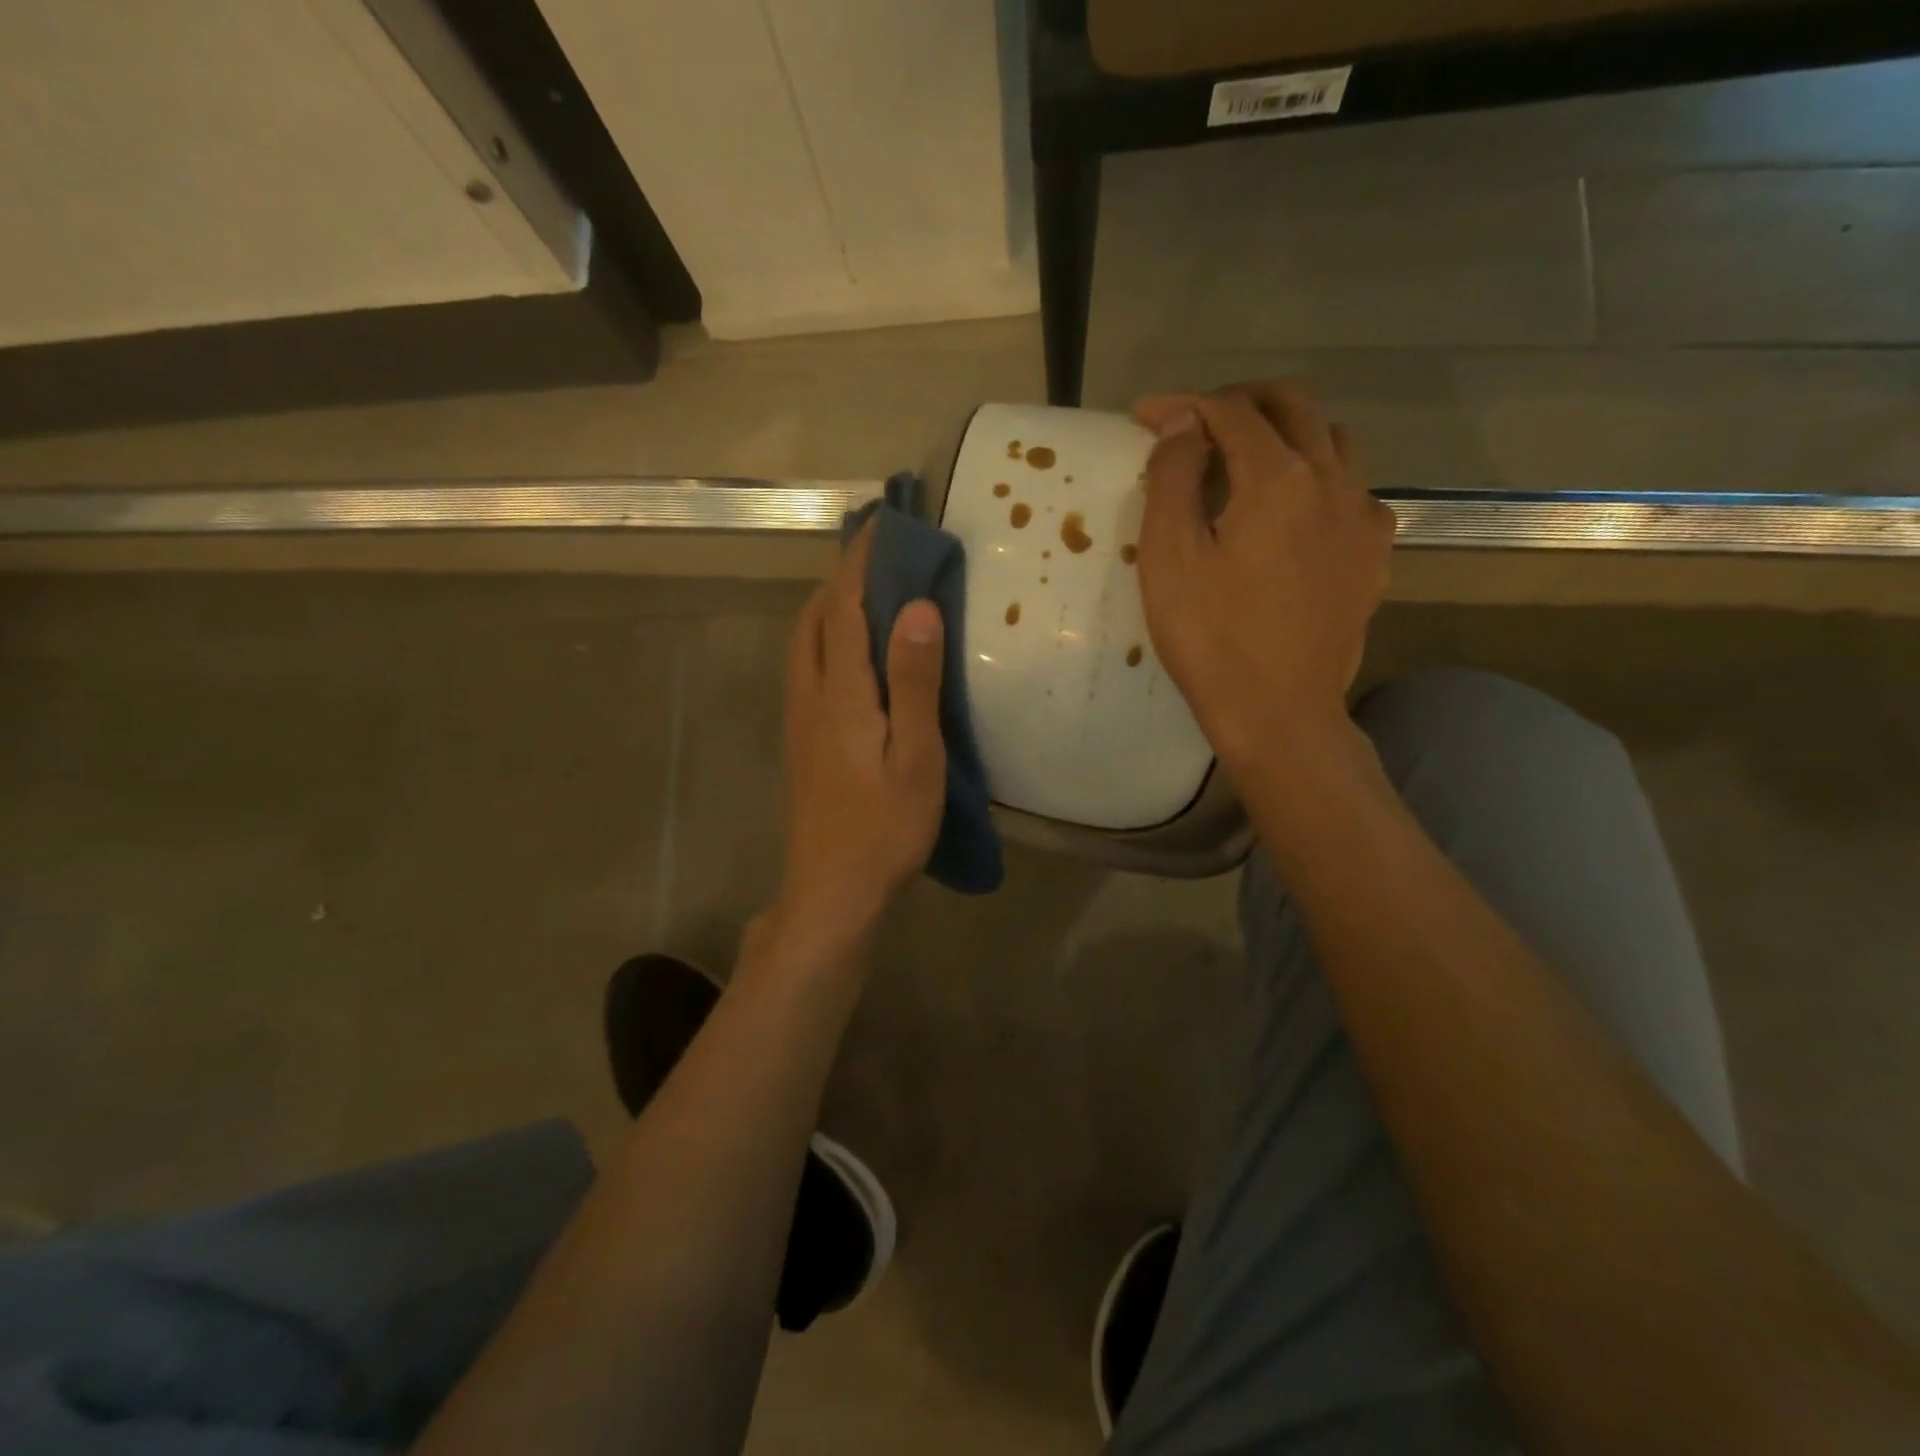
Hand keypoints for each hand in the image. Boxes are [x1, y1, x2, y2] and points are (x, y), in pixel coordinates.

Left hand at [769, 520, 946, 955]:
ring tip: (868, 592)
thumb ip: (915, 682)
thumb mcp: (916, 758)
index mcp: (841, 693)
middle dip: (841, 576)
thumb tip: (917, 607)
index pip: (845, 606)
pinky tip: (851, 653)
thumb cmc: (884, 828)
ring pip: (804, 642)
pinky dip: (826, 637)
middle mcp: (810, 696)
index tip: (884, 523)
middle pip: (814, 617)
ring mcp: (799, 720)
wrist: (832, 892)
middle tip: (881, 554)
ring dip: (829, 605)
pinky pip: (807, 668)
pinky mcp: (801, 742)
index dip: (862, 561)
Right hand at [1133, 381, 1394, 771]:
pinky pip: (1353, 489)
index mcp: (1277, 478)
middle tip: (1197, 420)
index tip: (1145, 413)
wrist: (1279, 712)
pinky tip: (1294, 513)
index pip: (1230, 412)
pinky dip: (1318, 478)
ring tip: (1246, 459)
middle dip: (1241, 401)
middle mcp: (1333, 480)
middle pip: (1293, 406)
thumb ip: (1173, 478)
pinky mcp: (1374, 554)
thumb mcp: (1169, 558)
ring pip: (1332, 440)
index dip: (1184, 404)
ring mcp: (1363, 517)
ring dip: (1286, 432)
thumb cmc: (1211, 639)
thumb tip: (1182, 423)